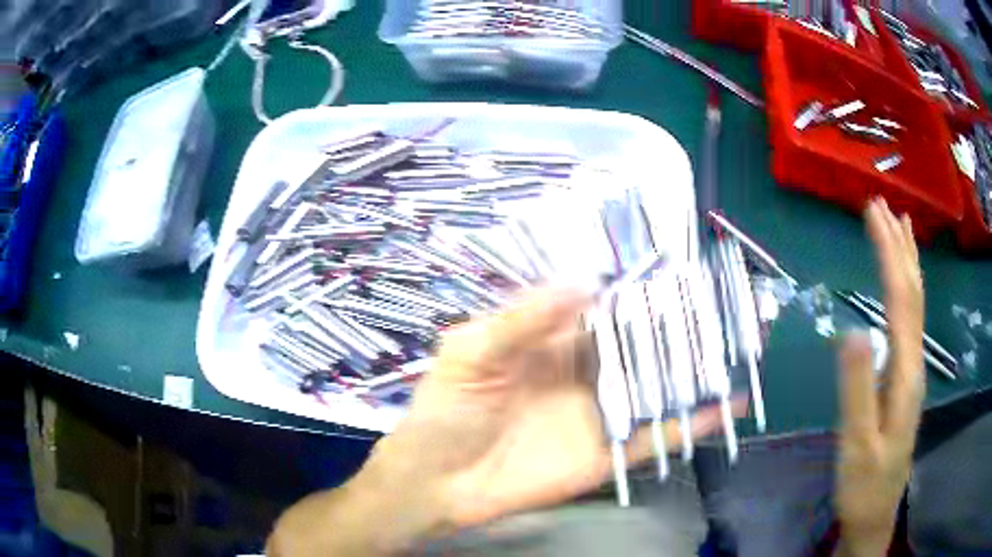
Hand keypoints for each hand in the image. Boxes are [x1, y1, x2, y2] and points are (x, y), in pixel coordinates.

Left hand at [268, 287, 740, 554]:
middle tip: (730, 305)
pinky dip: (695, 422)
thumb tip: (586, 281)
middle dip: (683, 325)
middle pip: (643, 342)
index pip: (608, 304)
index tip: (684, 269)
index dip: (642, 287)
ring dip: (699, 370)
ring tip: (743, 349)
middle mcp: (586, 370)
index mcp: (554, 338)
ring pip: (659, 386)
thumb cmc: (445, 410)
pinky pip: (657, 434)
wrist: (436, 482)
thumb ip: (524, 318)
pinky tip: (731, 406)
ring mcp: (601, 413)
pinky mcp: (608, 453)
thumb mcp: (472, 352)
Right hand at [835, 199, 924, 556]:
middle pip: (912, 293)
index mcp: (905, 372)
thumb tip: (851, 330)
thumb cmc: (864, 482)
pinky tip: (904, 283)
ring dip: (907, 261)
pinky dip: (908, 289)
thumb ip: (857, 389)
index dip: (889, 253)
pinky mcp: (905, 378)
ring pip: (915, 304)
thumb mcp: (858, 443)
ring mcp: (912, 370)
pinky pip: (911, 321)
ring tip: (900, 225)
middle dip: (899, 246)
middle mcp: (915, 361)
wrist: (875, 511)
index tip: (873, 214)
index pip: (901, 299)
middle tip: (881, 205)